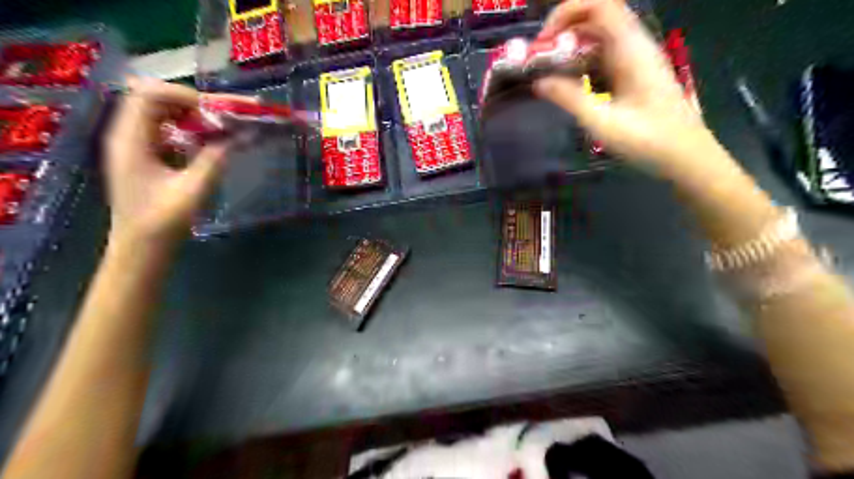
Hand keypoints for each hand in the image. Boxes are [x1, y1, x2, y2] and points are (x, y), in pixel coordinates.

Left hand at [105, 78, 231, 246]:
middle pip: (156, 99)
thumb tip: (240, 136)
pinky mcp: (145, 156)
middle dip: (194, 103)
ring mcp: (135, 145)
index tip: (217, 112)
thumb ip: (215, 159)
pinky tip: (209, 142)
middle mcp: (128, 135)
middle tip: (226, 118)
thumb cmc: (162, 222)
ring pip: (162, 113)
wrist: (141, 248)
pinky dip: (189, 129)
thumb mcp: (193, 190)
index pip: (149, 94)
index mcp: (131, 140)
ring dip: (193, 115)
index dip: (184, 95)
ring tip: (222, 128)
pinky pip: (166, 130)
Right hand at [536, 0, 714, 172]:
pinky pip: (603, 55)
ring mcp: (636, 59)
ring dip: (571, 47)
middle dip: (563, 30)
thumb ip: (570, 98)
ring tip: (549, 71)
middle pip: (596, 17)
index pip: (600, 5)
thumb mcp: (602, 122)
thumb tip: (539, 82)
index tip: (543, 40)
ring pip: (598, 37)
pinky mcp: (634, 73)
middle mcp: (635, 45)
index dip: (567, 11)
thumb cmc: (647, 139)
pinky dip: (581, 62)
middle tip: (540, 59)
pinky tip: (569, 84)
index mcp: (631, 49)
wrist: (684, 155)